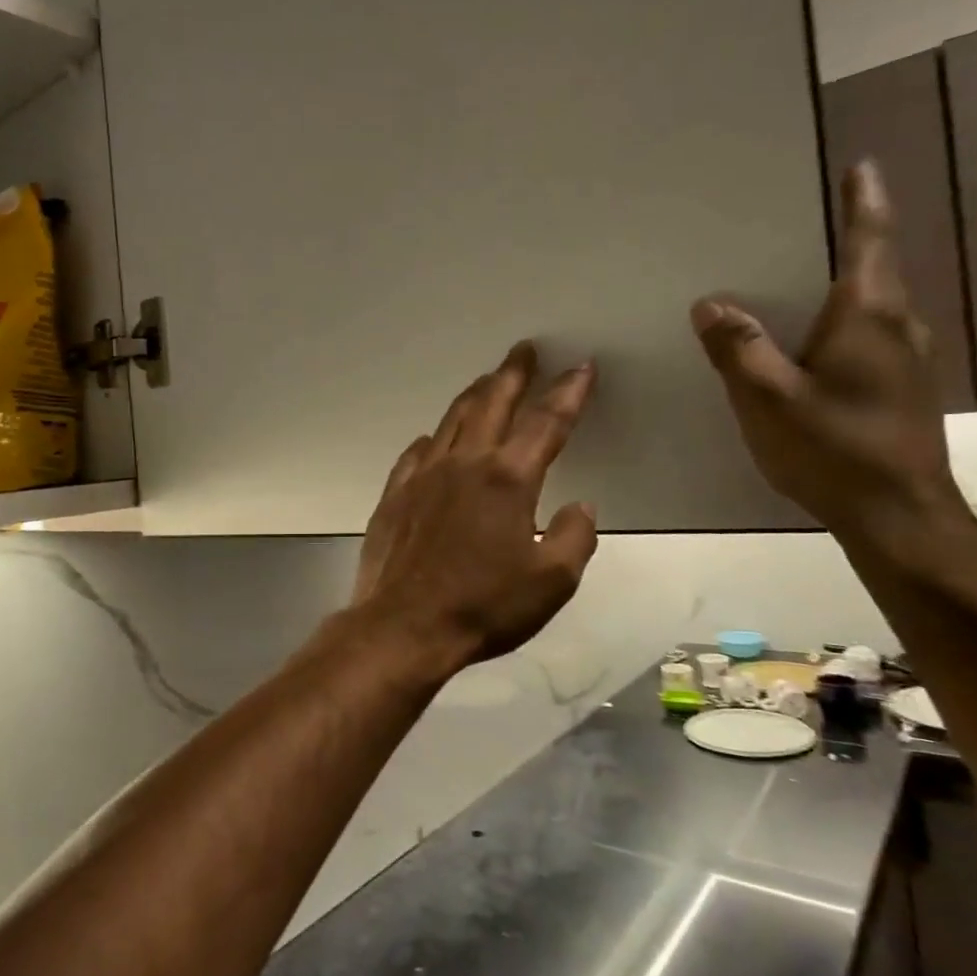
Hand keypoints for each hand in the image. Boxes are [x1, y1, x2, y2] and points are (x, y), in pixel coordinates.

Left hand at [352, 343, 598, 674]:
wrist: (404, 625)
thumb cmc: (483, 606)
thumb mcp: (552, 582)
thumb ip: (575, 537)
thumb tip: (580, 506)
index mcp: (508, 479)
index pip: (547, 422)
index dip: (568, 392)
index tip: (581, 367)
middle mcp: (464, 463)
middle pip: (492, 403)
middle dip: (513, 373)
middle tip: (523, 349)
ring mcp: (423, 475)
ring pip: (452, 420)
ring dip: (474, 395)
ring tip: (486, 380)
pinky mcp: (395, 494)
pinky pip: (417, 452)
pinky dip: (433, 438)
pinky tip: (434, 438)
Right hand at [691, 162, 964, 539]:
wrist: (898, 516)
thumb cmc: (834, 449)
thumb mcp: (768, 398)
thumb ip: (738, 348)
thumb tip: (711, 303)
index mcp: (868, 316)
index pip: (869, 241)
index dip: (863, 201)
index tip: (861, 166)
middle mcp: (897, 326)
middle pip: (873, 268)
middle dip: (846, 239)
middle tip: (806, 220)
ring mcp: (907, 360)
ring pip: (872, 305)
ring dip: (843, 284)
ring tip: (800, 279)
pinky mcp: (903, 388)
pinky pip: (870, 336)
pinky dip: (842, 322)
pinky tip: (812, 342)